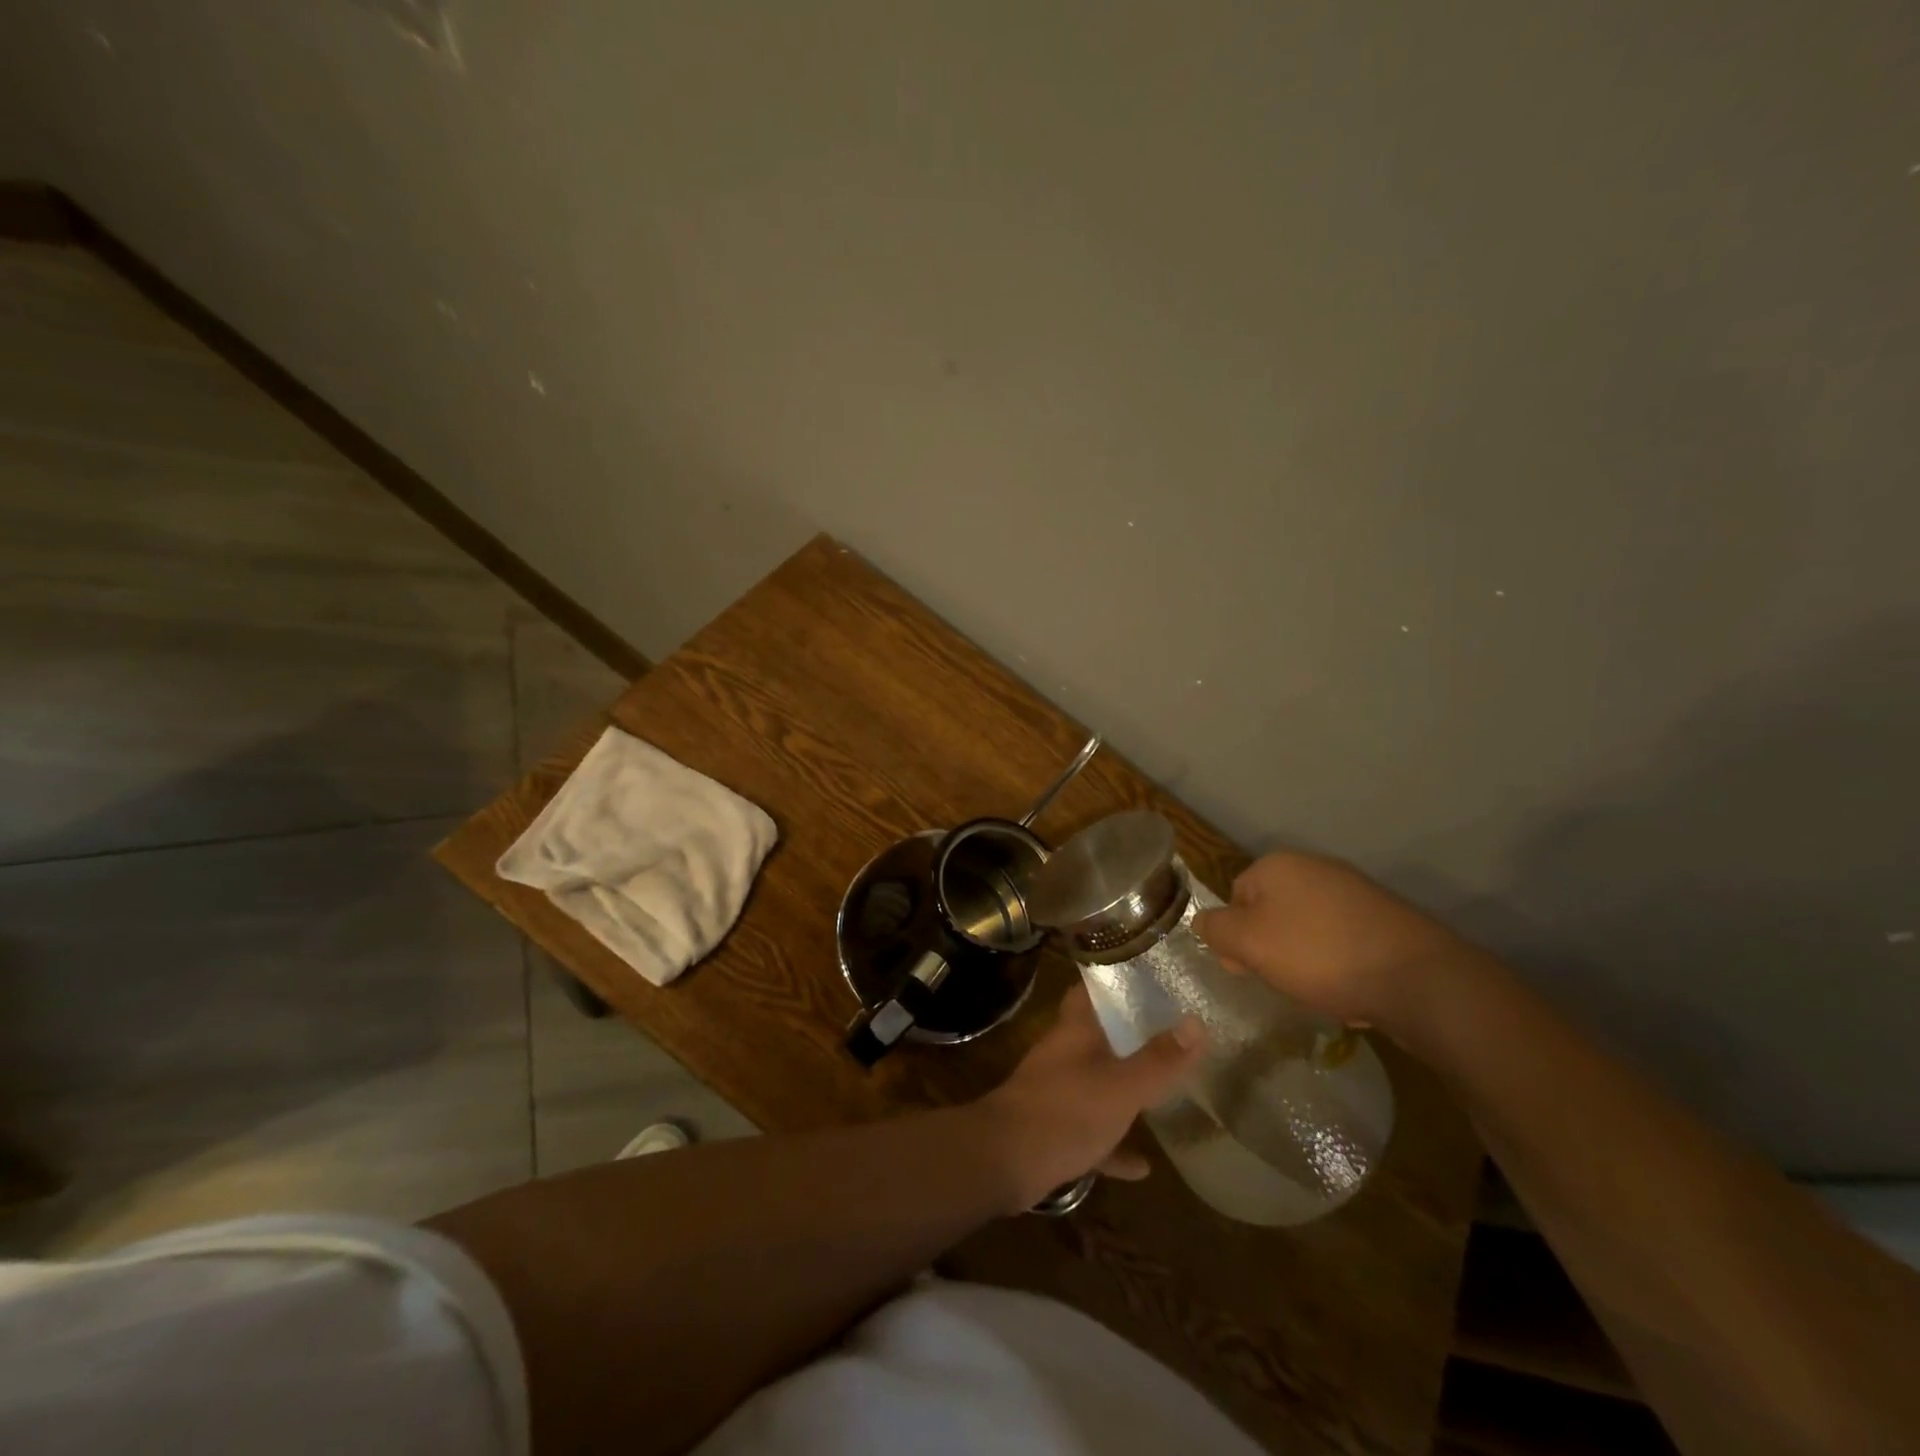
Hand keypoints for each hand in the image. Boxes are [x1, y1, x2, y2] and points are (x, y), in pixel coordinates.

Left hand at [973, 983, 1203, 1210]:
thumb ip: (1159, 1060)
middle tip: (1173, 1035)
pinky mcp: (1054, 1129)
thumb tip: (1197, 1023)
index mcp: (1076, 1030)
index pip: (1094, 988)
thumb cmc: (1064, 1112)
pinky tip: (1142, 1166)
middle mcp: (1065, 1053)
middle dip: (1132, 1035)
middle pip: (1100, 1034)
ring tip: (1165, 1094)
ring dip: (1125, 1090)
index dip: (1119, 980)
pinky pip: (1092, 1131)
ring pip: (1098, 1082)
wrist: (1003, 1162)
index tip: (1154, 978)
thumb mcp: (1122, 1087)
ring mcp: (1057, 1091)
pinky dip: (1114, 1144)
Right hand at [1192, 851, 1469, 1038]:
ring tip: (1322, 990)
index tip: (1246, 969)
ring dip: (1306, 962)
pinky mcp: (1385, 919)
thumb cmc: (1319, 954)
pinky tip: (1352, 991)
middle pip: (1271, 913)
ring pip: (1307, 931)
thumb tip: (1204, 922)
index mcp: (1278, 865)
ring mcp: (1354, 891)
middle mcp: (1315, 868)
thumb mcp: (1248, 942)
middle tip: (1284, 981)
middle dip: (1272, 950)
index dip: (1235, 936)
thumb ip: (1215, 929)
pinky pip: (1344, 943)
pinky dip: (1341, 966)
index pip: (1235, 897)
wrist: (1419, 979)